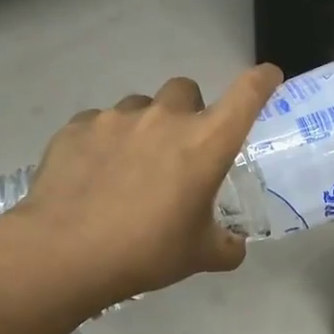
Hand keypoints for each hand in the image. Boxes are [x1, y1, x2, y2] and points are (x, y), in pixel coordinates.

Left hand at [16, 66, 281, 307]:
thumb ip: (226, 246)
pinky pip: (99, 123)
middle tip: (180, 149)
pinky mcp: (77, 127)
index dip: (262, 80)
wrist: (64, 254)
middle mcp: (165, 118)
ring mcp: (116, 118)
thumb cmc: (147, 252)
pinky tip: (95, 174)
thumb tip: (234, 245)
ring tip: (131, 166)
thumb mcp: (199, 256)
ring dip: (145, 126)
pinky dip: (105, 141)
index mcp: (205, 142)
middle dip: (189, 111)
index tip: (268, 77)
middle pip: (186, 90)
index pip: (246, 94)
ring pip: (140, 106)